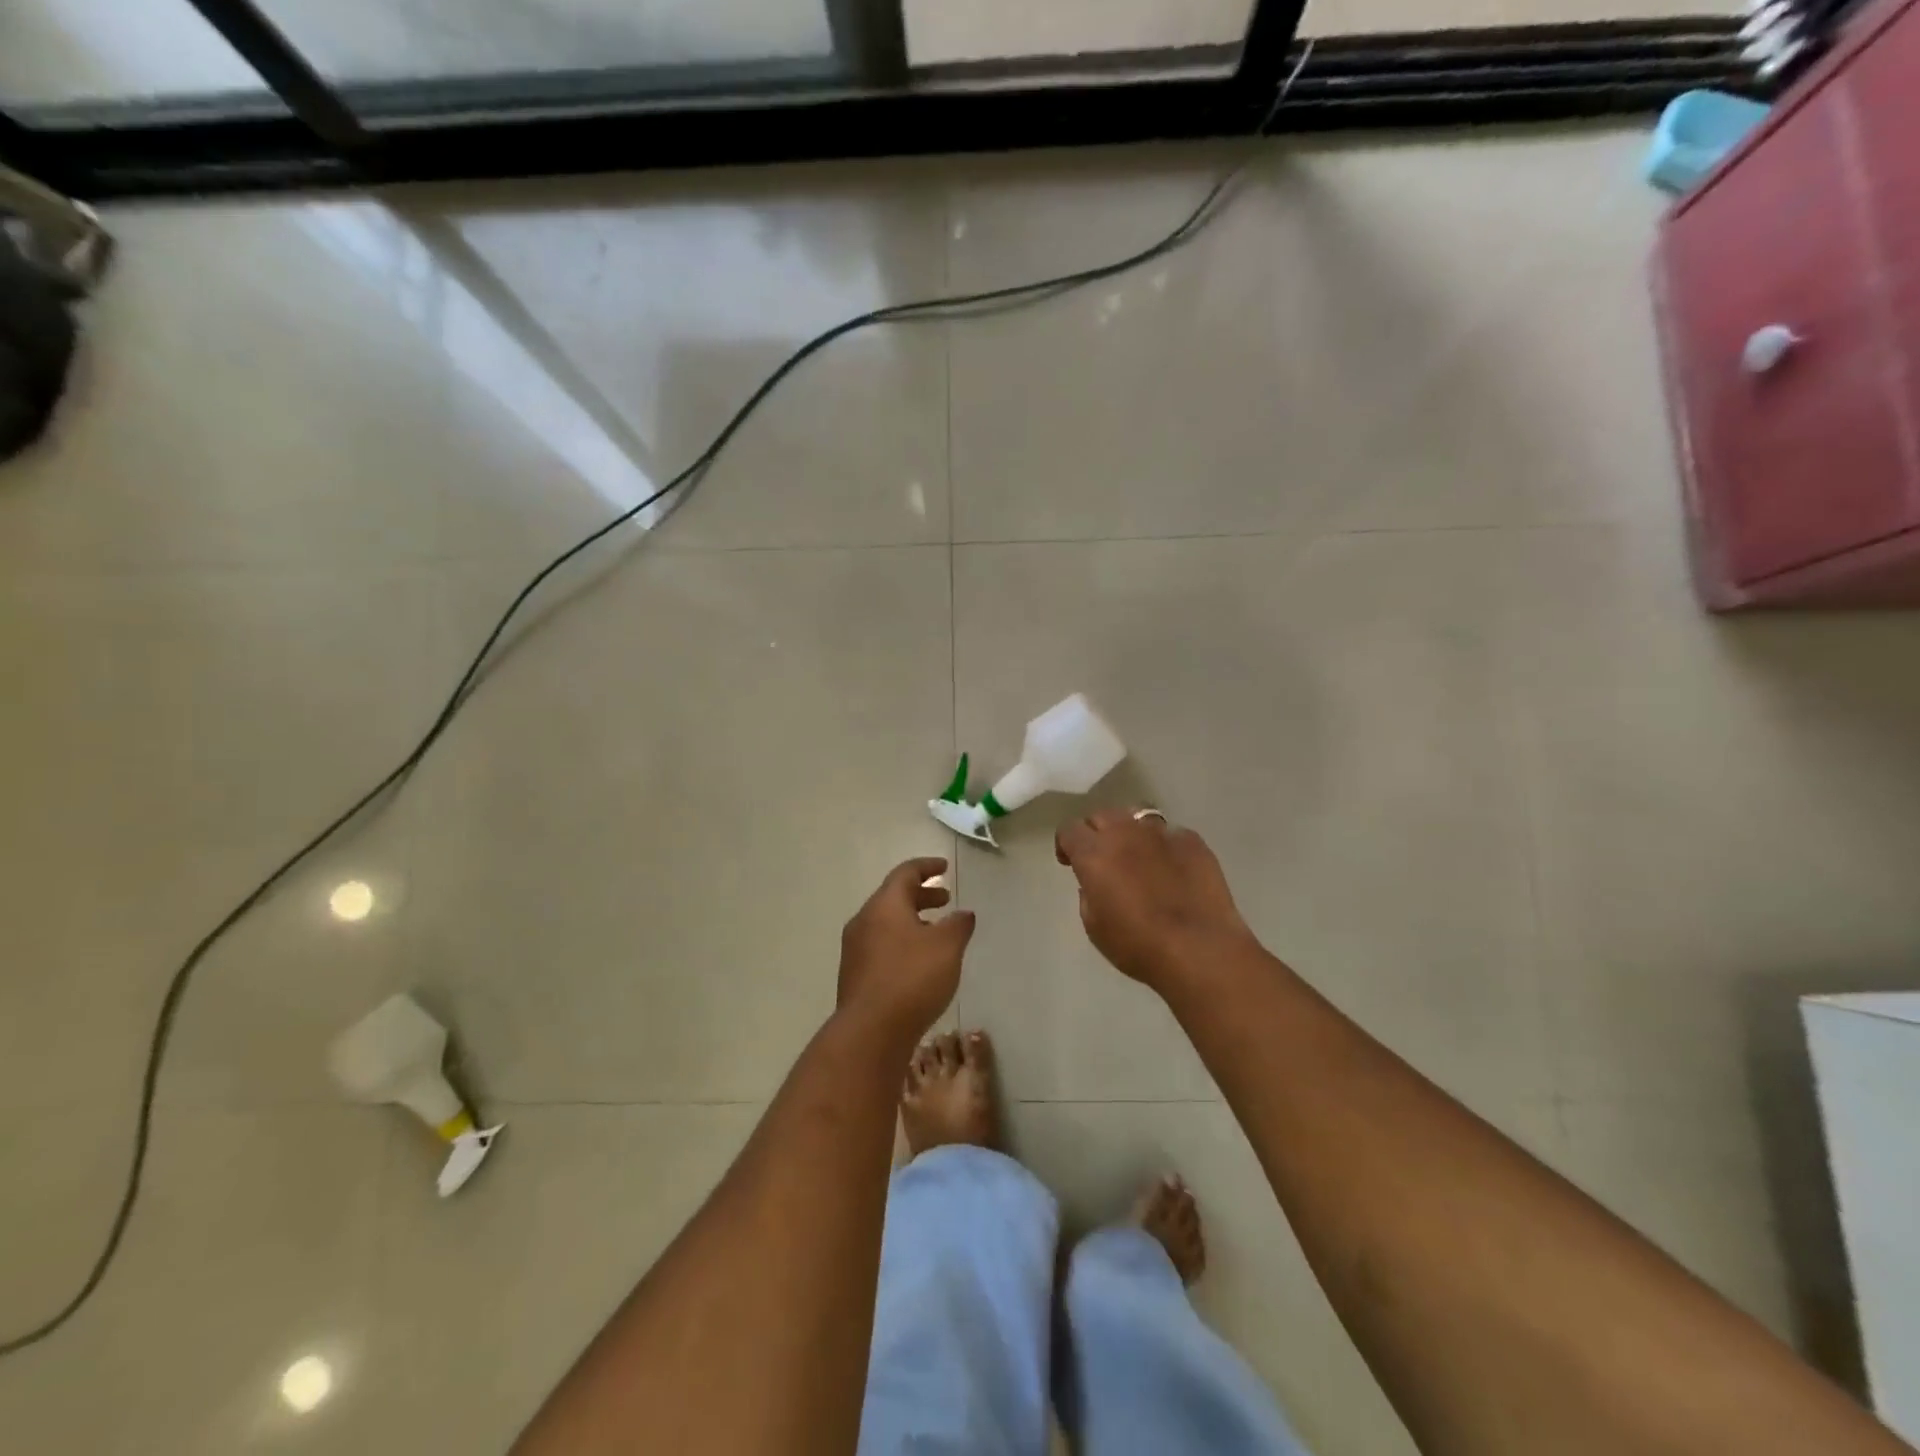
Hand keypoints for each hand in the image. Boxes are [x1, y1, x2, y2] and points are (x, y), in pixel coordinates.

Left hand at [838, 857, 975, 1040]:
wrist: (870, 1032)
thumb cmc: (912, 978)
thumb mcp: (947, 947)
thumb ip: (958, 925)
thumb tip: (963, 913)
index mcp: (884, 905)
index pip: (905, 873)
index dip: (926, 867)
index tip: (944, 867)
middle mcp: (864, 921)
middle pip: (893, 897)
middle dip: (921, 895)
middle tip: (945, 899)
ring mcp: (855, 949)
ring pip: (886, 923)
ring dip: (912, 921)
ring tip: (936, 932)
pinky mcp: (855, 975)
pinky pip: (881, 946)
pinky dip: (902, 942)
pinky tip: (919, 962)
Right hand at [1055, 810, 1256, 991]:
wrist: (1200, 949)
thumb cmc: (1139, 945)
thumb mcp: (1095, 927)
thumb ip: (1088, 895)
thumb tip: (1094, 883)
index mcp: (1094, 854)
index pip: (1070, 829)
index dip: (1066, 844)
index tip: (1069, 862)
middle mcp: (1125, 833)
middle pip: (1102, 815)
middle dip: (1096, 832)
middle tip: (1102, 858)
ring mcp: (1161, 833)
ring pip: (1137, 816)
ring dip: (1130, 833)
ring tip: (1138, 856)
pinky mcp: (1192, 841)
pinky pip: (1171, 834)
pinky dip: (1165, 847)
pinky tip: (1173, 869)